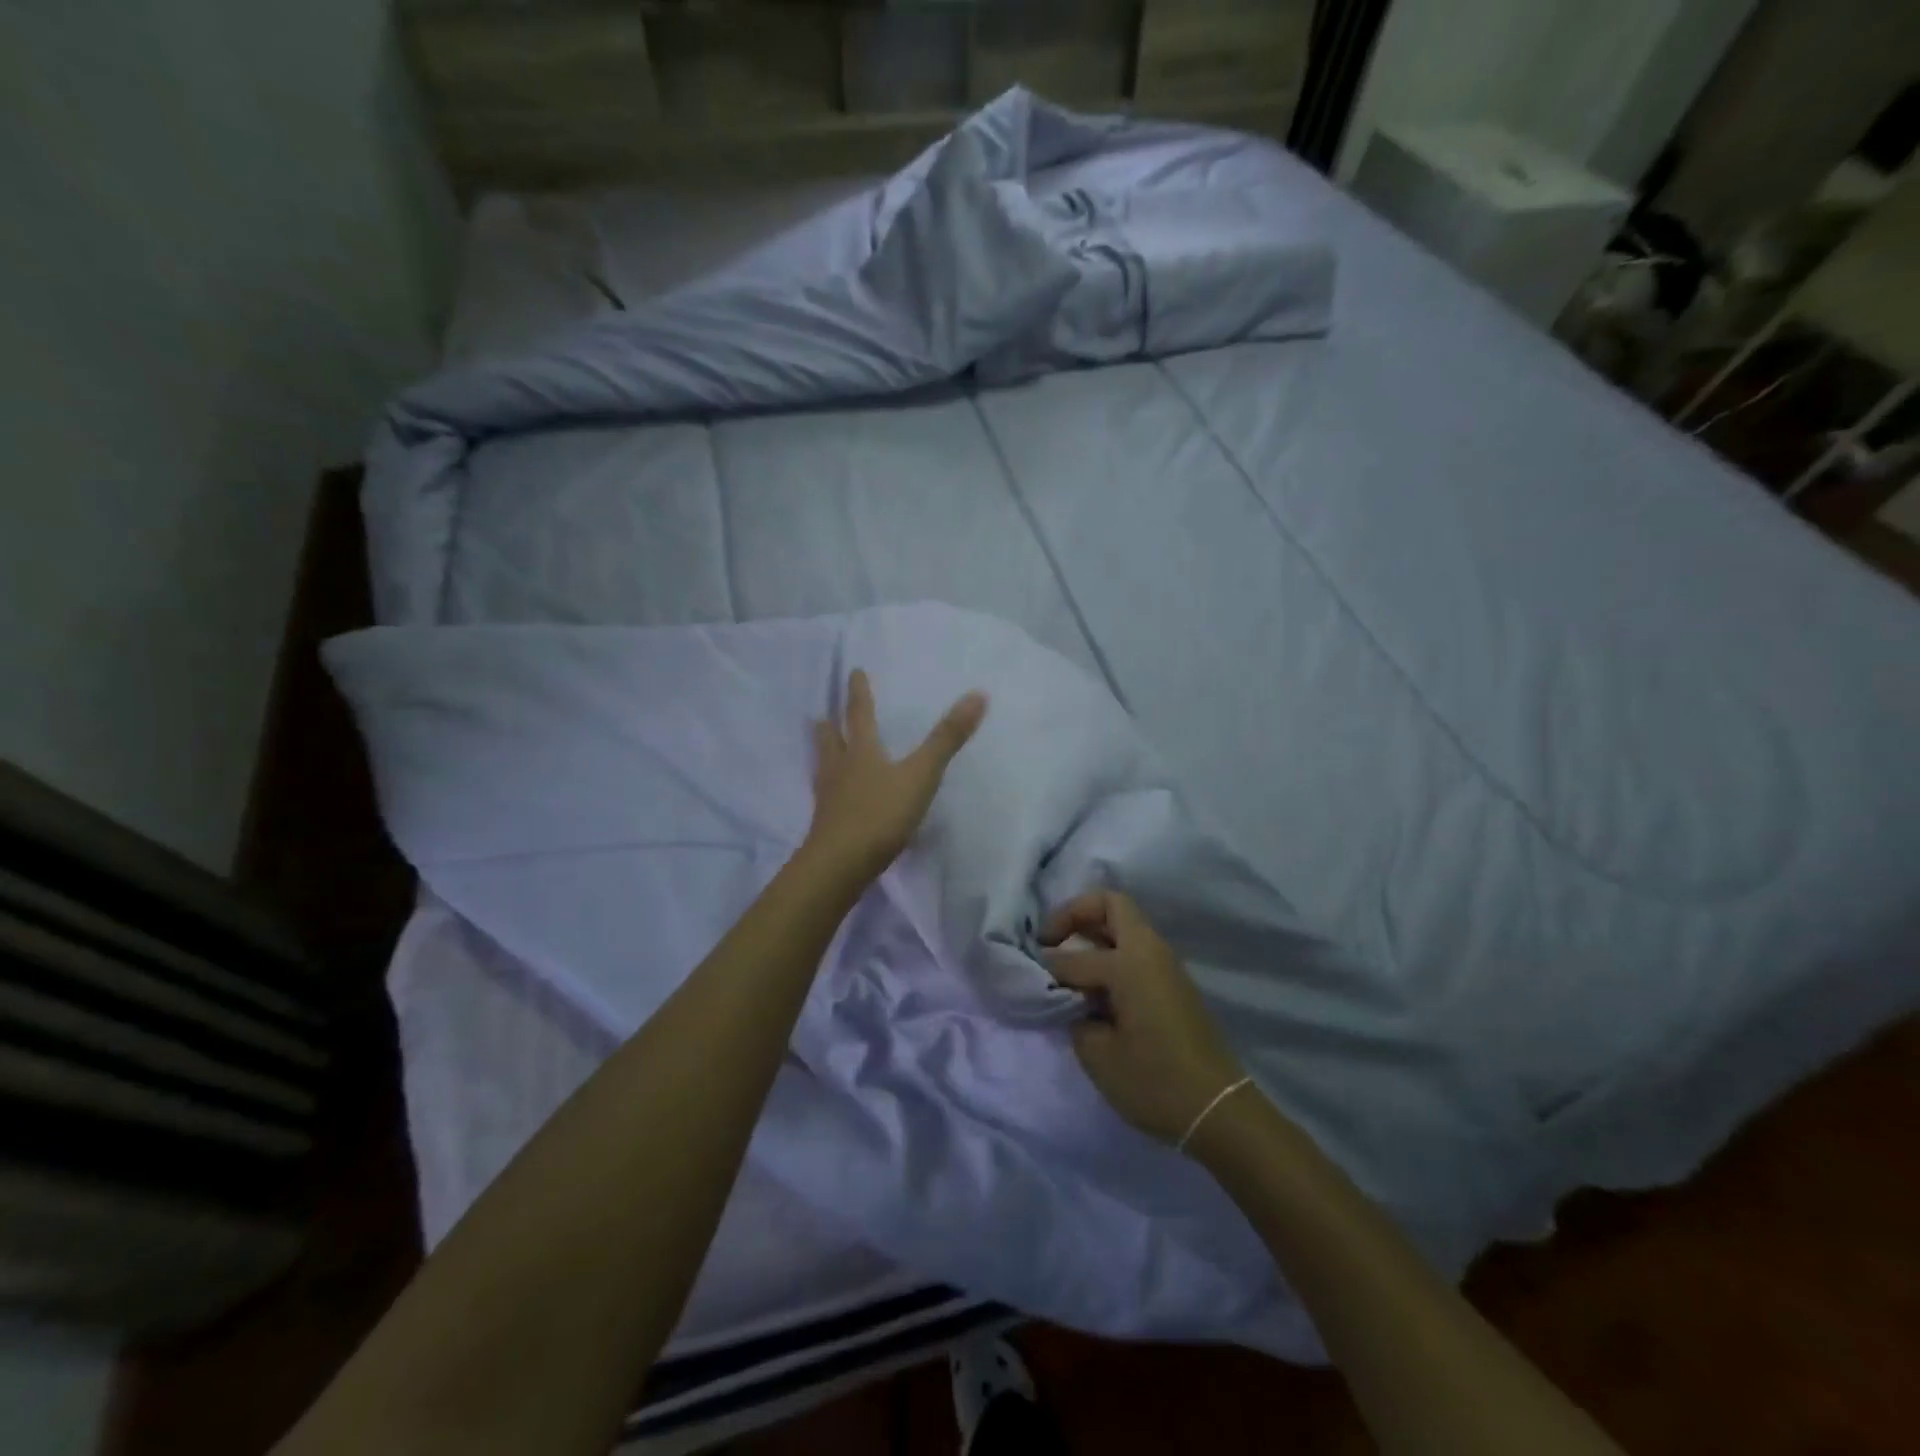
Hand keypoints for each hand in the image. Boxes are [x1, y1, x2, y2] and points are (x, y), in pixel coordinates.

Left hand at [806, 669, 986, 883]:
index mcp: (861, 751)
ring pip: (824, 767)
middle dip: (829, 725)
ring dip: (824, 753)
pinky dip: (830, 788)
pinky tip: (834, 797)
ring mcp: (829, 798)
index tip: (854, 672)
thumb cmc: (880, 814)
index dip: (859, 692)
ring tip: (822, 746)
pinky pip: (827, 797)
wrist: (840, 865)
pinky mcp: (826, 825)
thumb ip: (947, 739)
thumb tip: (977, 695)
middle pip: (830, 740)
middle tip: (821, 714)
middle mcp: (839, 768)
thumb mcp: (921, 775)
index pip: (859, 714)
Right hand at [1042, 890, 1246, 1146]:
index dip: (1048, 967)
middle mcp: (1150, 952)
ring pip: (1125, 925)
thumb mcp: (1098, 1053)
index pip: (1075, 956)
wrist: (1218, 1110)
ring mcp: (1166, 965)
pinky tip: (1094, 985)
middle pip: (1111, 905)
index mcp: (1130, 962)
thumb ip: (1074, 1014)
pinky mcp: (1173, 983)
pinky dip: (1110, 952)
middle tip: (1049, 940)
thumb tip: (1070, 997)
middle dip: (1075, 914)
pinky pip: (1135, 949)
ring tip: (1067, 963)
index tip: (1032, 979)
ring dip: (1094, 933)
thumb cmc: (1154, 1081)